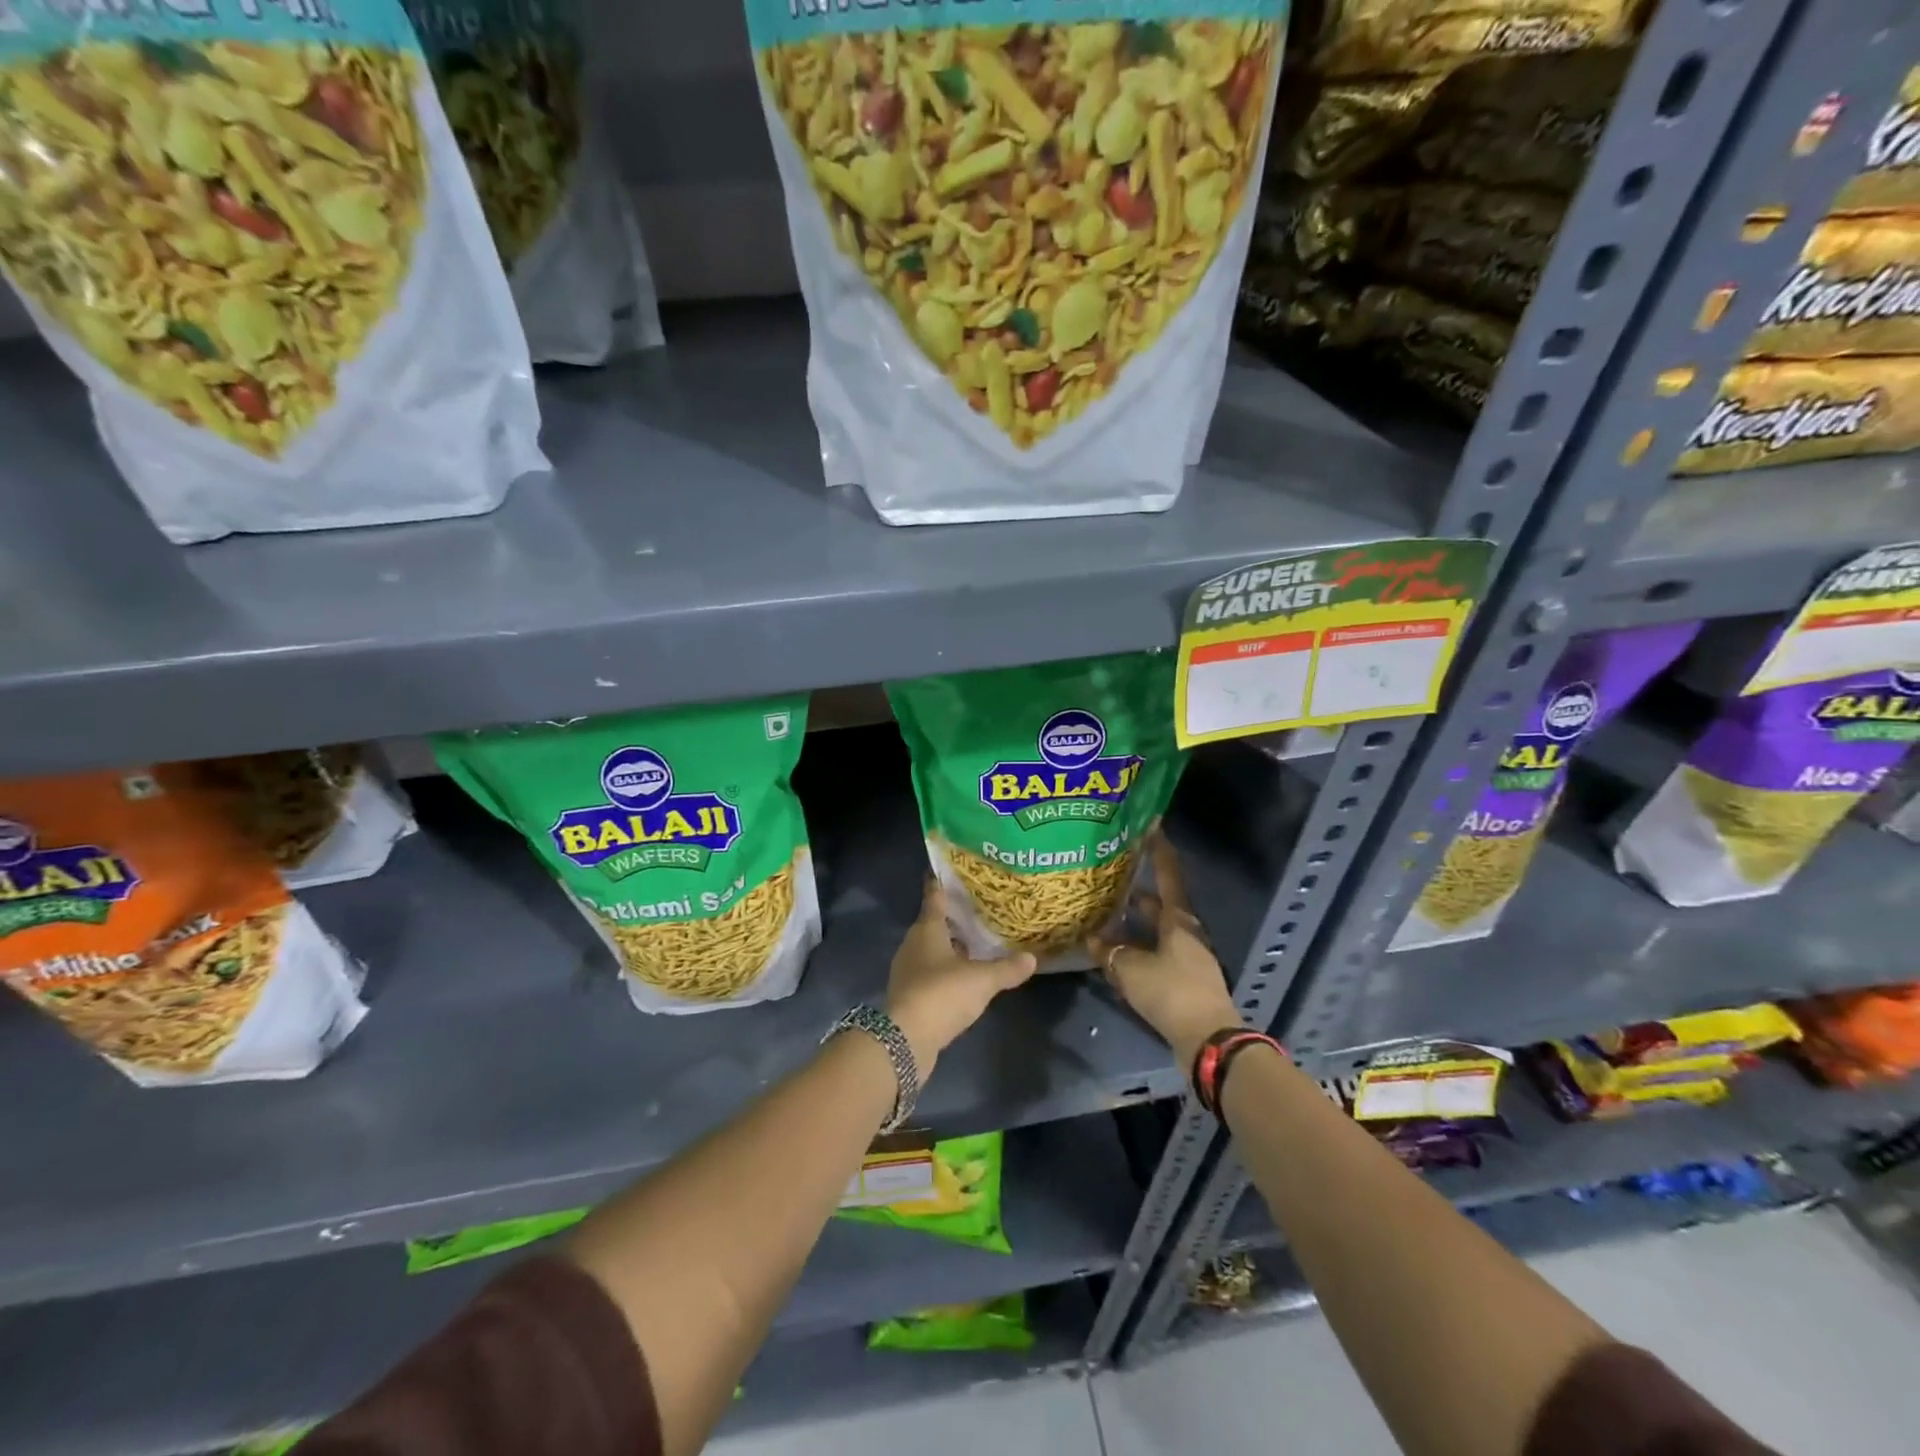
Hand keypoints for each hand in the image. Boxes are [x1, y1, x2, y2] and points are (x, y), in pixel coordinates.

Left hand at [887, 878, 1036, 1074]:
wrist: (905, 1040)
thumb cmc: (942, 994)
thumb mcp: (981, 980)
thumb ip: (1006, 968)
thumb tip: (1032, 957)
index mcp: (927, 930)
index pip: (934, 898)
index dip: (943, 885)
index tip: (953, 873)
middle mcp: (913, 945)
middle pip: (933, 924)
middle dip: (953, 918)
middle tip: (978, 911)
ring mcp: (908, 971)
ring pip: (932, 950)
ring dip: (951, 947)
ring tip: (977, 944)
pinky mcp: (909, 995)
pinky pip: (931, 974)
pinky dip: (946, 971)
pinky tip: (965, 977)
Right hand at [1088, 831, 1240, 1068]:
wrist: (1207, 1040)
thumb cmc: (1172, 991)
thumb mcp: (1131, 968)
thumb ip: (1109, 951)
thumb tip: (1092, 937)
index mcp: (1179, 919)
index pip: (1168, 874)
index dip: (1158, 849)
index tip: (1150, 826)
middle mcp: (1186, 932)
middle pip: (1159, 904)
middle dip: (1136, 891)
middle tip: (1110, 878)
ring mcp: (1187, 956)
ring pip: (1155, 931)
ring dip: (1133, 924)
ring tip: (1104, 916)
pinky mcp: (1183, 980)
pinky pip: (1155, 955)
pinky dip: (1137, 950)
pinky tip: (1114, 955)